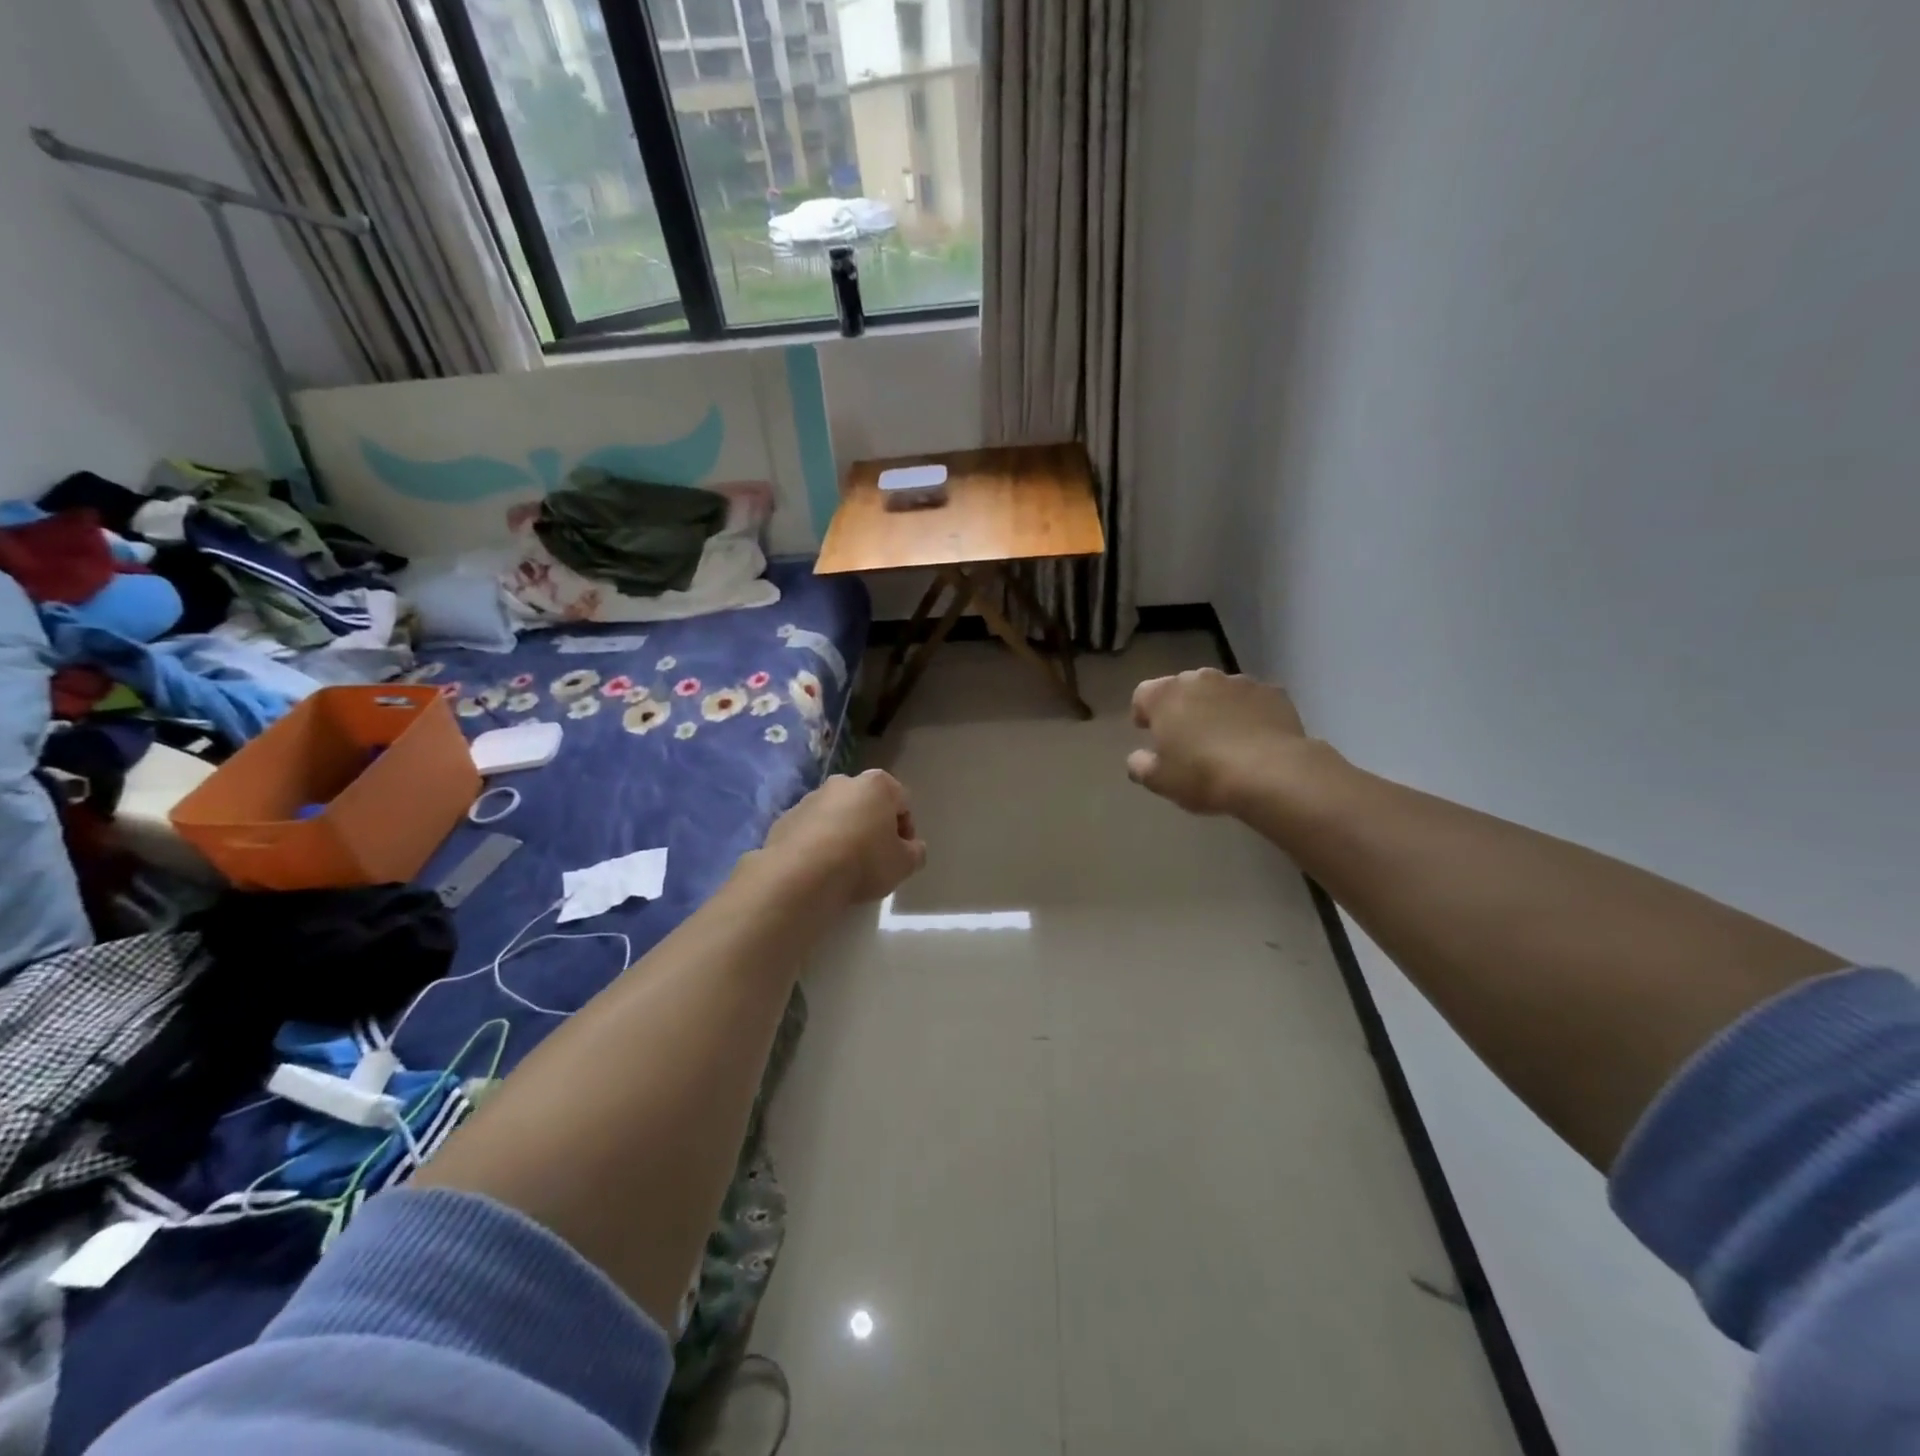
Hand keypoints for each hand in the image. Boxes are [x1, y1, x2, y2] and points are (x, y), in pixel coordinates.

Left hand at [760, 769, 926, 904]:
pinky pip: (810, 830)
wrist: (800, 875)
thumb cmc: (863, 862)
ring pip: (836, 815)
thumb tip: (911, 848)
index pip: (902, 802)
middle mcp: (843, 782)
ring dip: (844, 834)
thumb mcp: (904, 864)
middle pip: (867, 804)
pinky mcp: (784, 819)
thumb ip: (915, 852)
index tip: (901, 854)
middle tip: (875, 859)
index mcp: (877, 785)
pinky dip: (817, 844)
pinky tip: (819, 869)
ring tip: (844, 867)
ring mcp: (810, 798)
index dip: (906, 830)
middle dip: (873, 827)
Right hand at [1128, 669, 1309, 814]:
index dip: (1143, 712)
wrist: (1271, 773)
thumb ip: (1140, 766)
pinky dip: (1248, 713)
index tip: (1149, 732)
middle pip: (1182, 688)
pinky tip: (1255, 739)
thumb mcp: (1160, 781)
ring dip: (1216, 708)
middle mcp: (1200, 679)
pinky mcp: (1273, 692)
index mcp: (1165, 696)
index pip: (1143, 694)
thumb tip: (1137, 758)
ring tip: (1224, 739)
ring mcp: (1239, 682)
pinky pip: (1252, 700)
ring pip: (1219, 691)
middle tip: (1186, 738)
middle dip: (1181, 708)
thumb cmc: (1203, 775)